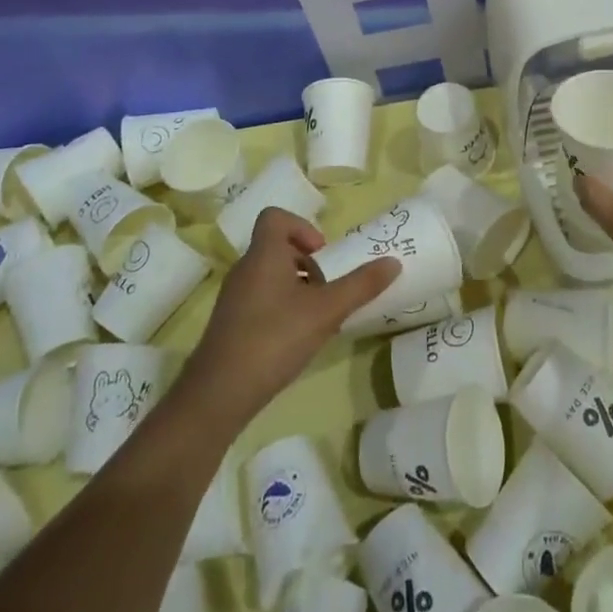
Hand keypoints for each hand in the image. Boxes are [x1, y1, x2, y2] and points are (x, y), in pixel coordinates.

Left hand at [178, 207, 399, 429]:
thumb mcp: (326, 310)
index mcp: (264, 254)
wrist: (219, 394)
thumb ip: (360, 285)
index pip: (275, 217)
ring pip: (269, 276)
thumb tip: (394, 262)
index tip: (322, 254)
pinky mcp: (230, 324)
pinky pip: (260, 300)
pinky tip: (296, 339)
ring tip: (317, 316)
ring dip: (296, 287)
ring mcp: (234, 298)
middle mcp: (245, 269)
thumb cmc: (274, 338)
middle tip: (327, 289)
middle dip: (307, 263)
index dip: (302, 227)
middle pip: (276, 248)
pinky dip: (281, 308)